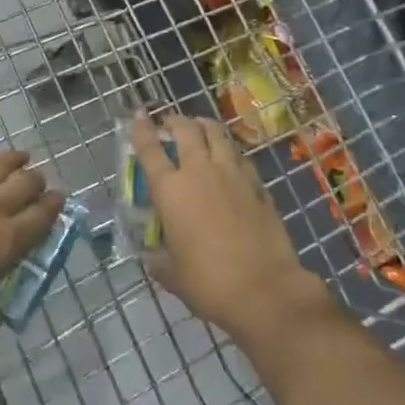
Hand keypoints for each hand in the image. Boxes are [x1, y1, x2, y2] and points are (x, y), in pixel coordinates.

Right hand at [130, 110, 331, 340]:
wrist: (265, 290)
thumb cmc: (209, 283)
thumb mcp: (173, 275)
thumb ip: (160, 260)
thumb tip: (155, 258)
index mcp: (170, 190)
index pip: (150, 149)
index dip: (141, 128)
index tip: (138, 114)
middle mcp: (200, 172)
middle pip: (186, 130)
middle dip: (175, 121)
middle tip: (170, 123)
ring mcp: (233, 175)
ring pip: (217, 134)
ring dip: (204, 126)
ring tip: (200, 128)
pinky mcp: (259, 186)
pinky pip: (241, 157)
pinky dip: (230, 152)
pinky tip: (230, 159)